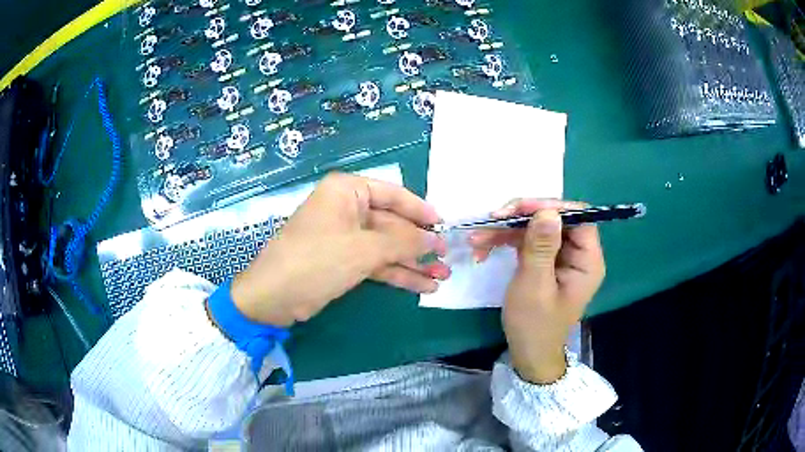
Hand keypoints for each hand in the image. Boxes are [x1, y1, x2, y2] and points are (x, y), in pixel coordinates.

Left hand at [230, 173, 449, 325]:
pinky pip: (377, 263)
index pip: (393, 194)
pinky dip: (398, 274)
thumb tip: (436, 240)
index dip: (421, 210)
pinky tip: (423, 285)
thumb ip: (403, 243)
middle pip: (392, 223)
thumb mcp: (363, 250)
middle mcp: (348, 209)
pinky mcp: (344, 261)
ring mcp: (346, 237)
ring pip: (387, 247)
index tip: (445, 225)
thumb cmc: (316, 260)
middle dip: (419, 244)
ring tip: (443, 276)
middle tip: (448, 259)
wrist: (274, 297)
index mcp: (347, 191)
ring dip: (413, 262)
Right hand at [469, 199, 604, 382]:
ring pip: (537, 228)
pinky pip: (528, 241)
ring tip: (477, 238)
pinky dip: (506, 241)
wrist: (528, 354)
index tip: (519, 209)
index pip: (578, 217)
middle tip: (492, 220)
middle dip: (521, 217)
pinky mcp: (545, 262)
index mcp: (587, 260)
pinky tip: (483, 246)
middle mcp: (578, 254)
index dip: (551, 207)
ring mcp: (561, 257)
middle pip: (555, 219)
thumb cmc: (534, 325)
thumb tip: (547, 211)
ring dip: (507, 230)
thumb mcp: (535, 286)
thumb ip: (541, 248)